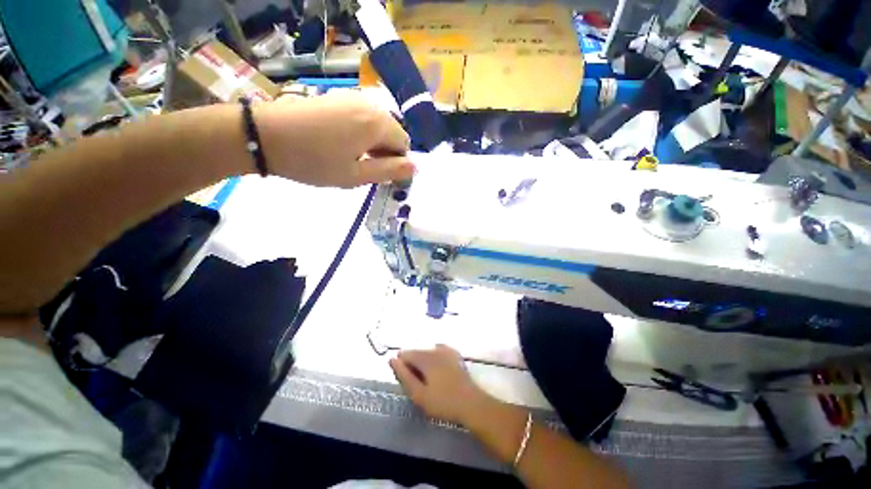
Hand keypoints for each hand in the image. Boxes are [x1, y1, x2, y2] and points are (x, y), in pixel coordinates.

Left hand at [254, 91, 413, 187]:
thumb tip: (414, 167)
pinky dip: (362, 133)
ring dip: (374, 144)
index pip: (404, 144)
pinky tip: (343, 143)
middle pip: (393, 133)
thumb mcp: (356, 175)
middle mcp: (370, 105)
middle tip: (366, 170)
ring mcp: (353, 97)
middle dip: (386, 153)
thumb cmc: (314, 161)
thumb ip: (389, 171)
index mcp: (378, 123)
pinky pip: (363, 117)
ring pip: (378, 125)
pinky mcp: (339, 97)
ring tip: (353, 158)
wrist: (266, 135)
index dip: (397, 163)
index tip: (381, 176)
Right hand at [390, 345, 494, 425]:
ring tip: (427, 381)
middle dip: (413, 365)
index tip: (406, 381)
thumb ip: (404, 375)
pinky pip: (438, 352)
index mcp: (425, 357)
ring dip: (423, 363)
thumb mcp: (419, 394)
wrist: (471, 403)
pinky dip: (434, 360)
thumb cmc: (443, 402)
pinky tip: (438, 373)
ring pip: (427, 352)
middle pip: (417, 352)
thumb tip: (392, 359)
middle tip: (418, 385)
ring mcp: (446, 350)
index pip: (406, 354)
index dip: (402, 366)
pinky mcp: (454, 354)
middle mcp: (435, 348)